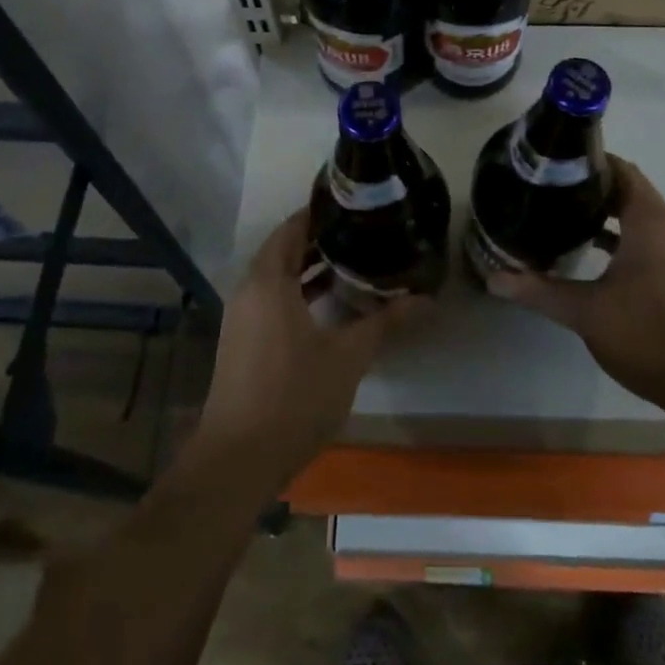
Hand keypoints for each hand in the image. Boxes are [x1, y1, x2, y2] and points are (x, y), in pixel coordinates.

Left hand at [194, 209, 425, 491]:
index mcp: (269, 281)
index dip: (320, 213)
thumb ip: (385, 323)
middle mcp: (249, 291)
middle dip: (319, 240)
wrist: (238, 460)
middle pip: (284, 250)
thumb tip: (426, 299)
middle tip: (361, 231)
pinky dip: (297, 292)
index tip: (353, 205)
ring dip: (308, 268)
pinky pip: (270, 300)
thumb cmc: (294, 396)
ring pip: (276, 277)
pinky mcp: (242, 342)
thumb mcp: (348, 357)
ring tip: (352, 261)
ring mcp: (242, 318)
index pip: (292, 228)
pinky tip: (328, 304)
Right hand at [487, 157, 664, 419]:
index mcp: (649, 220)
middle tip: (547, 191)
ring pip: (635, 218)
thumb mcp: (587, 311)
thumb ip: (540, 291)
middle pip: (626, 190)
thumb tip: (494, 278)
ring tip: (560, 218)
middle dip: (588, 188)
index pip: (620, 169)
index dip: (587, 161)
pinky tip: (588, 256)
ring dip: (603, 214)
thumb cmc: (650, 333)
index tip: (551, 165)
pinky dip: (618, 239)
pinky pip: (644, 241)